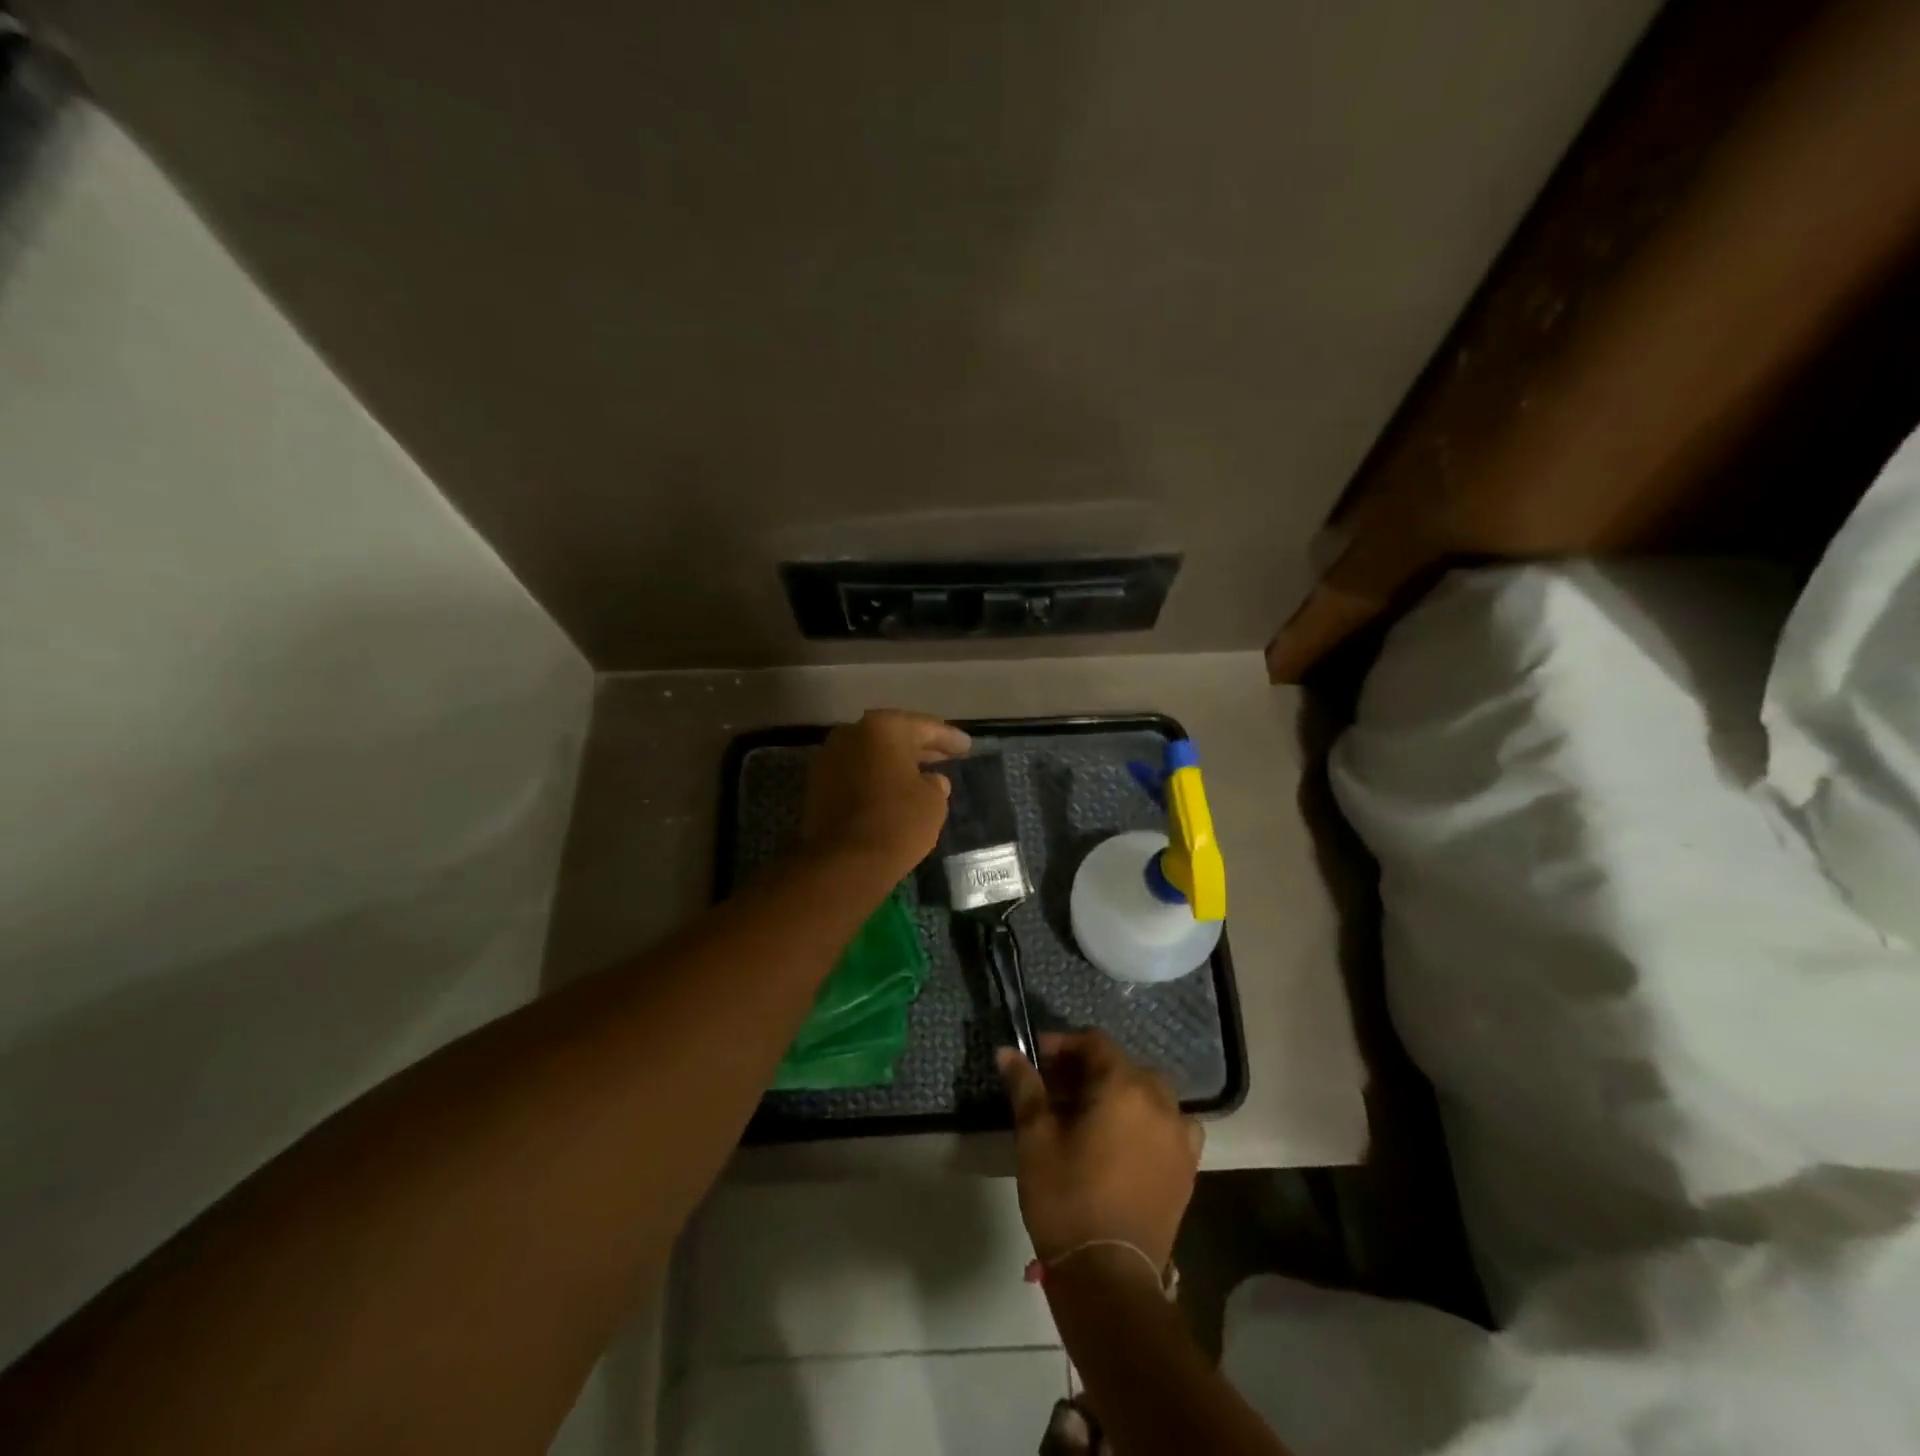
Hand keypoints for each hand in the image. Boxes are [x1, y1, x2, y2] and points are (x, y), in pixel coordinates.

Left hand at [803, 710, 970, 880]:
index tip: (966, 745)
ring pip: (872, 754)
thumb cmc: (897, 822)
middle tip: (946, 755)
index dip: (949, 738)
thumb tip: (930, 780)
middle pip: (894, 737)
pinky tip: (893, 790)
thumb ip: (935, 783)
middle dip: (920, 747)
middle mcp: (852, 733)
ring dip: (895, 763)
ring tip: (921, 774)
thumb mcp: (933, 802)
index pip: (925, 727)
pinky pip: (856, 773)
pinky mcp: (818, 784)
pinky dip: (875, 778)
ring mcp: (830, 757)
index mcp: (884, 727)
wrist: (843, 861)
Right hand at [999, 1031, 1202, 1269]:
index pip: (1095, 1043)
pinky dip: (1149, 1120)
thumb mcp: (1035, 1139)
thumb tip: (1008, 1051)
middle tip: (1056, 1090)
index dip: (1063, 1044)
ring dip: (1120, 1093)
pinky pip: (1170, 1124)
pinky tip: (1127, 1140)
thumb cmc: (1066, 1199)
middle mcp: (1160, 1102)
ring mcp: (1180, 1135)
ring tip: (1091, 1115)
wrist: (1110, 1277)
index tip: (1036, 1059)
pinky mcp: (1188, 1167)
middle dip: (1089, 1069)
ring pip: (1149, 1093)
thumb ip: (1025, 1088)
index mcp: (1124, 1087)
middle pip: (1123, 1065)